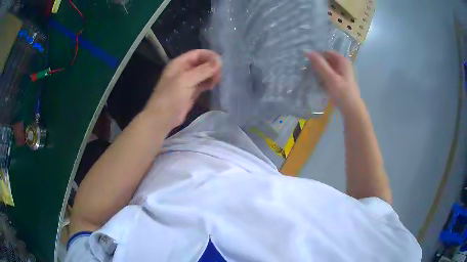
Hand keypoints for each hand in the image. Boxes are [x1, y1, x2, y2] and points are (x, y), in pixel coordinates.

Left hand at [145, 49, 221, 129]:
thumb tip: (219, 61)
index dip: (209, 56)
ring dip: (211, 75)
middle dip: (212, 66)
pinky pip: (202, 84)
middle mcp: (183, 70)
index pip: (197, 53)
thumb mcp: (186, 80)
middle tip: (220, 74)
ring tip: (218, 81)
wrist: (162, 119)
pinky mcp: (191, 92)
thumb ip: (202, 70)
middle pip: (201, 63)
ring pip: (203, 74)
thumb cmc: (170, 97)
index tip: (221, 62)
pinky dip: (209, 83)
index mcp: (179, 63)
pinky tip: (214, 86)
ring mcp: (187, 82)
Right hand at [307, 51, 362, 113]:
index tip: (306, 60)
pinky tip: (317, 83)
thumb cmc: (342, 93)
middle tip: (306, 68)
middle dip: (317, 63)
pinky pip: (329, 76)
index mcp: (343, 61)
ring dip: (319, 71)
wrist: (352, 111)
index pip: (326, 52)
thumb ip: (319, 64)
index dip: (317, 55)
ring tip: (310, 75)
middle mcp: (343, 65)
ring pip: (327, 69)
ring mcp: (341, 74)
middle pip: (327, 60)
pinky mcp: (339, 83)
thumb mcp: (330, 77)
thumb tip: (307, 51)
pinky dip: (323, 78)